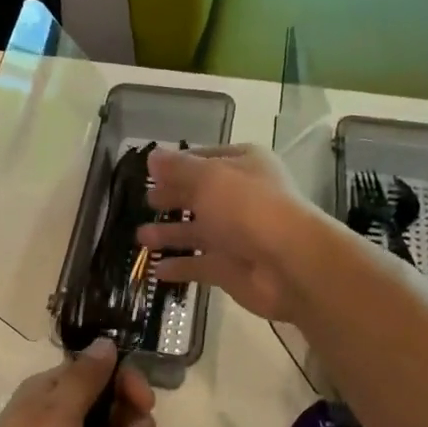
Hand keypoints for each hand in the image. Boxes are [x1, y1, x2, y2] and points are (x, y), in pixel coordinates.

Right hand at [136, 145, 336, 323]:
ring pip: (197, 232)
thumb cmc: (247, 207)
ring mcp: (236, 236)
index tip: (150, 171)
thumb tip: (152, 157)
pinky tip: (156, 269)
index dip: (178, 165)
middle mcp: (241, 198)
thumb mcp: (207, 177)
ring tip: (140, 237)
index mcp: (243, 166)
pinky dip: (179, 267)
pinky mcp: (230, 269)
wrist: (287, 263)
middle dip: (173, 198)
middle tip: (146, 201)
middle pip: (200, 196)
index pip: (206, 159)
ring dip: (170, 234)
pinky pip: (199, 265)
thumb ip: (177, 168)